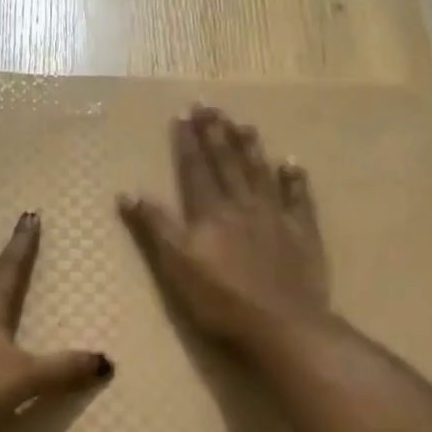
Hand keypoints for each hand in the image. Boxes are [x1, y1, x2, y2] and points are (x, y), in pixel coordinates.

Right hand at [119, 106, 329, 353]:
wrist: (281, 324)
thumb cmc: (221, 302)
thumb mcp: (176, 267)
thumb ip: (155, 228)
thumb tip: (128, 192)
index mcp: (210, 214)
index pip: (195, 171)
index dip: (187, 144)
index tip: (182, 115)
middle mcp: (242, 206)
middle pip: (227, 164)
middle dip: (215, 134)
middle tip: (209, 106)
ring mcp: (276, 218)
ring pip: (260, 174)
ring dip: (250, 148)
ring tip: (243, 123)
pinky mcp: (302, 234)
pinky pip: (299, 199)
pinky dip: (295, 180)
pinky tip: (292, 163)